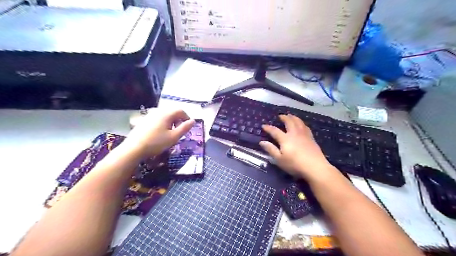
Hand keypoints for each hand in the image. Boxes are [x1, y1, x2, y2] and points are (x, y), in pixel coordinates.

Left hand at [123, 108, 193, 159]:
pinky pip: (157, 119)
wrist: (133, 148)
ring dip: (170, 122)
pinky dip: (162, 124)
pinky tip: (159, 134)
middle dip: (178, 121)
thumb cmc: (156, 143)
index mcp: (166, 114)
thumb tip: (193, 121)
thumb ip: (185, 128)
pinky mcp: (144, 120)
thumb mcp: (174, 137)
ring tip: (169, 134)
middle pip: (172, 112)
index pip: (180, 111)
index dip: (186, 118)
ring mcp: (149, 115)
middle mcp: (158, 111)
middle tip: (179, 132)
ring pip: (165, 116)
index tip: (188, 127)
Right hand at [260, 114, 331, 179]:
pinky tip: (301, 124)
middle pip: (289, 122)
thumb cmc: (295, 165)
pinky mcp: (311, 138)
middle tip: (280, 116)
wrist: (315, 167)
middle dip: (284, 118)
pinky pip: (305, 126)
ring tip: (290, 116)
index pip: (275, 131)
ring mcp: (304, 135)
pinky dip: (301, 123)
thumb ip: (271, 149)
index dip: (268, 128)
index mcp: (285, 139)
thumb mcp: (279, 159)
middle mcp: (294, 133)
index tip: (264, 125)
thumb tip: (262, 142)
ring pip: (298, 122)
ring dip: (293, 117)